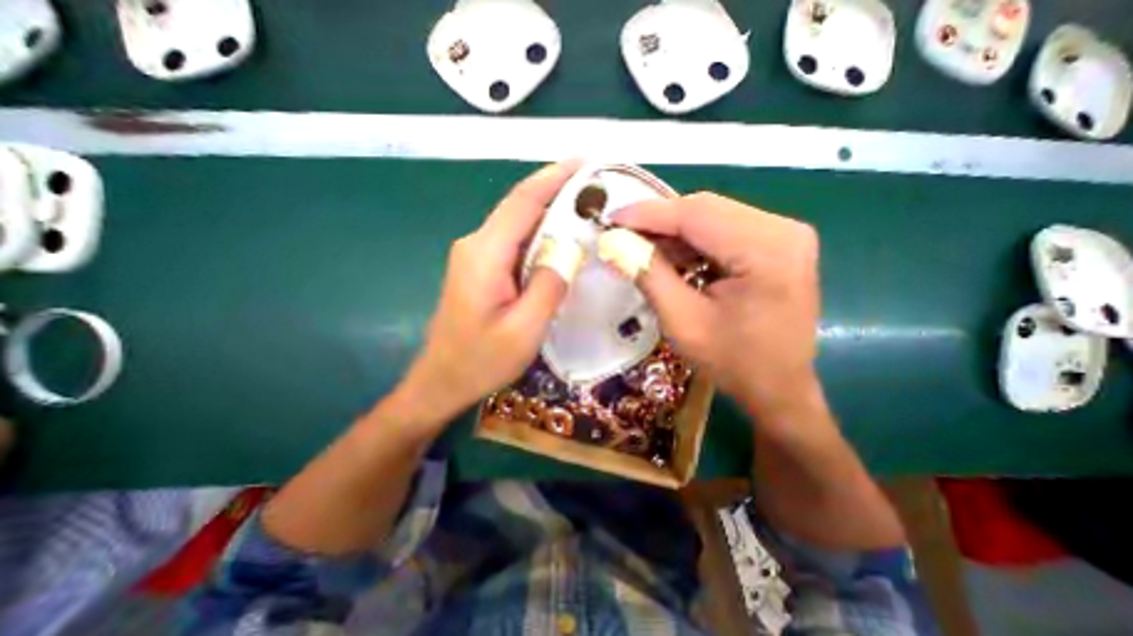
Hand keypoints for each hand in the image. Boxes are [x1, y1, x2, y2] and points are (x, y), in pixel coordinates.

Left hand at [394, 160, 577, 430]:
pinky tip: (561, 241)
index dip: (554, 177)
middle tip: (596, 188)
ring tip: (586, 210)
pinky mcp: (480, 268)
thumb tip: (569, 250)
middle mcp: (476, 245)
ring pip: (517, 224)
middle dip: (556, 191)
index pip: (523, 202)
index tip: (585, 162)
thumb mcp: (524, 329)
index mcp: (485, 254)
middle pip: (519, 207)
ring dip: (550, 213)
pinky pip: (514, 242)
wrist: (441, 382)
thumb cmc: (481, 361)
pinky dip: (539, 235)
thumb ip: (548, 285)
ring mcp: (475, 255)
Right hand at [612, 191, 824, 424]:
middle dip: (658, 221)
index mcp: (766, 250)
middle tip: (622, 235)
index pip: (696, 214)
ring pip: (712, 216)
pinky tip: (670, 256)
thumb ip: (649, 275)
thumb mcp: (682, 322)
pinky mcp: (777, 243)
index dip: (648, 214)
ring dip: (673, 231)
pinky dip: (692, 240)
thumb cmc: (733, 362)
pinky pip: (723, 230)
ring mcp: (784, 234)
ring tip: (641, 248)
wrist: (779, 387)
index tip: (611, 219)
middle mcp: (783, 230)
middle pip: (705, 209)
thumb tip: (614, 243)